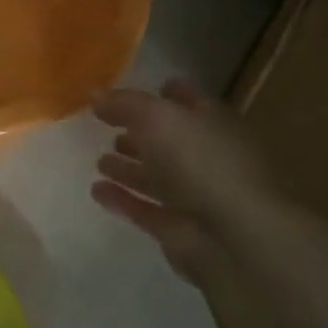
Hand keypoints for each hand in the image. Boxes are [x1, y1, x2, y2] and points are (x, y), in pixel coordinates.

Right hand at [91, 80, 275, 285]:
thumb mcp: (156, 116)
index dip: (166, 93)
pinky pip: (144, 209)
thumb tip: (95, 95)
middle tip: (108, 127)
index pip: (188, 101)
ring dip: (128, 169)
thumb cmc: (200, 161)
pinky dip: (121, 199)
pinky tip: (96, 190)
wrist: (233, 236)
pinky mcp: (178, 228)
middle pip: (169, 141)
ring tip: (99, 162)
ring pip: (156, 177)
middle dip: (140, 133)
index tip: (135, 91)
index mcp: (213, 123)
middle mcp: (206, 157)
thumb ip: (124, 104)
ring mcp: (195, 196)